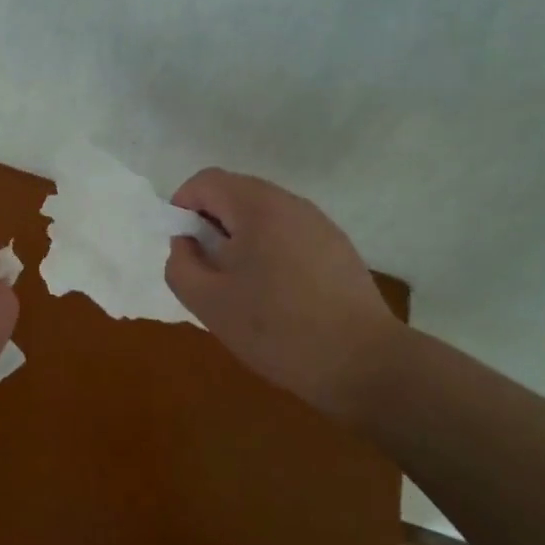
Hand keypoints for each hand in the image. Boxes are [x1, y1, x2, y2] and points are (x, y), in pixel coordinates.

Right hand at [165, 169, 403, 419]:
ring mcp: (320, 224)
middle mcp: (291, 203)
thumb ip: (181, 264)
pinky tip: (277, 296)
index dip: (182, 207)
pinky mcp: (338, 248)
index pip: (206, 181)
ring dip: (241, 240)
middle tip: (208, 270)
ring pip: (263, 216)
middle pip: (236, 195)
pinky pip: (289, 234)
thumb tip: (187, 243)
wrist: (363, 363)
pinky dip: (270, 251)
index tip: (183, 248)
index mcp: (257, 206)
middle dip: (212, 225)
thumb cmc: (277, 329)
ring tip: (241, 287)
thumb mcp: (209, 302)